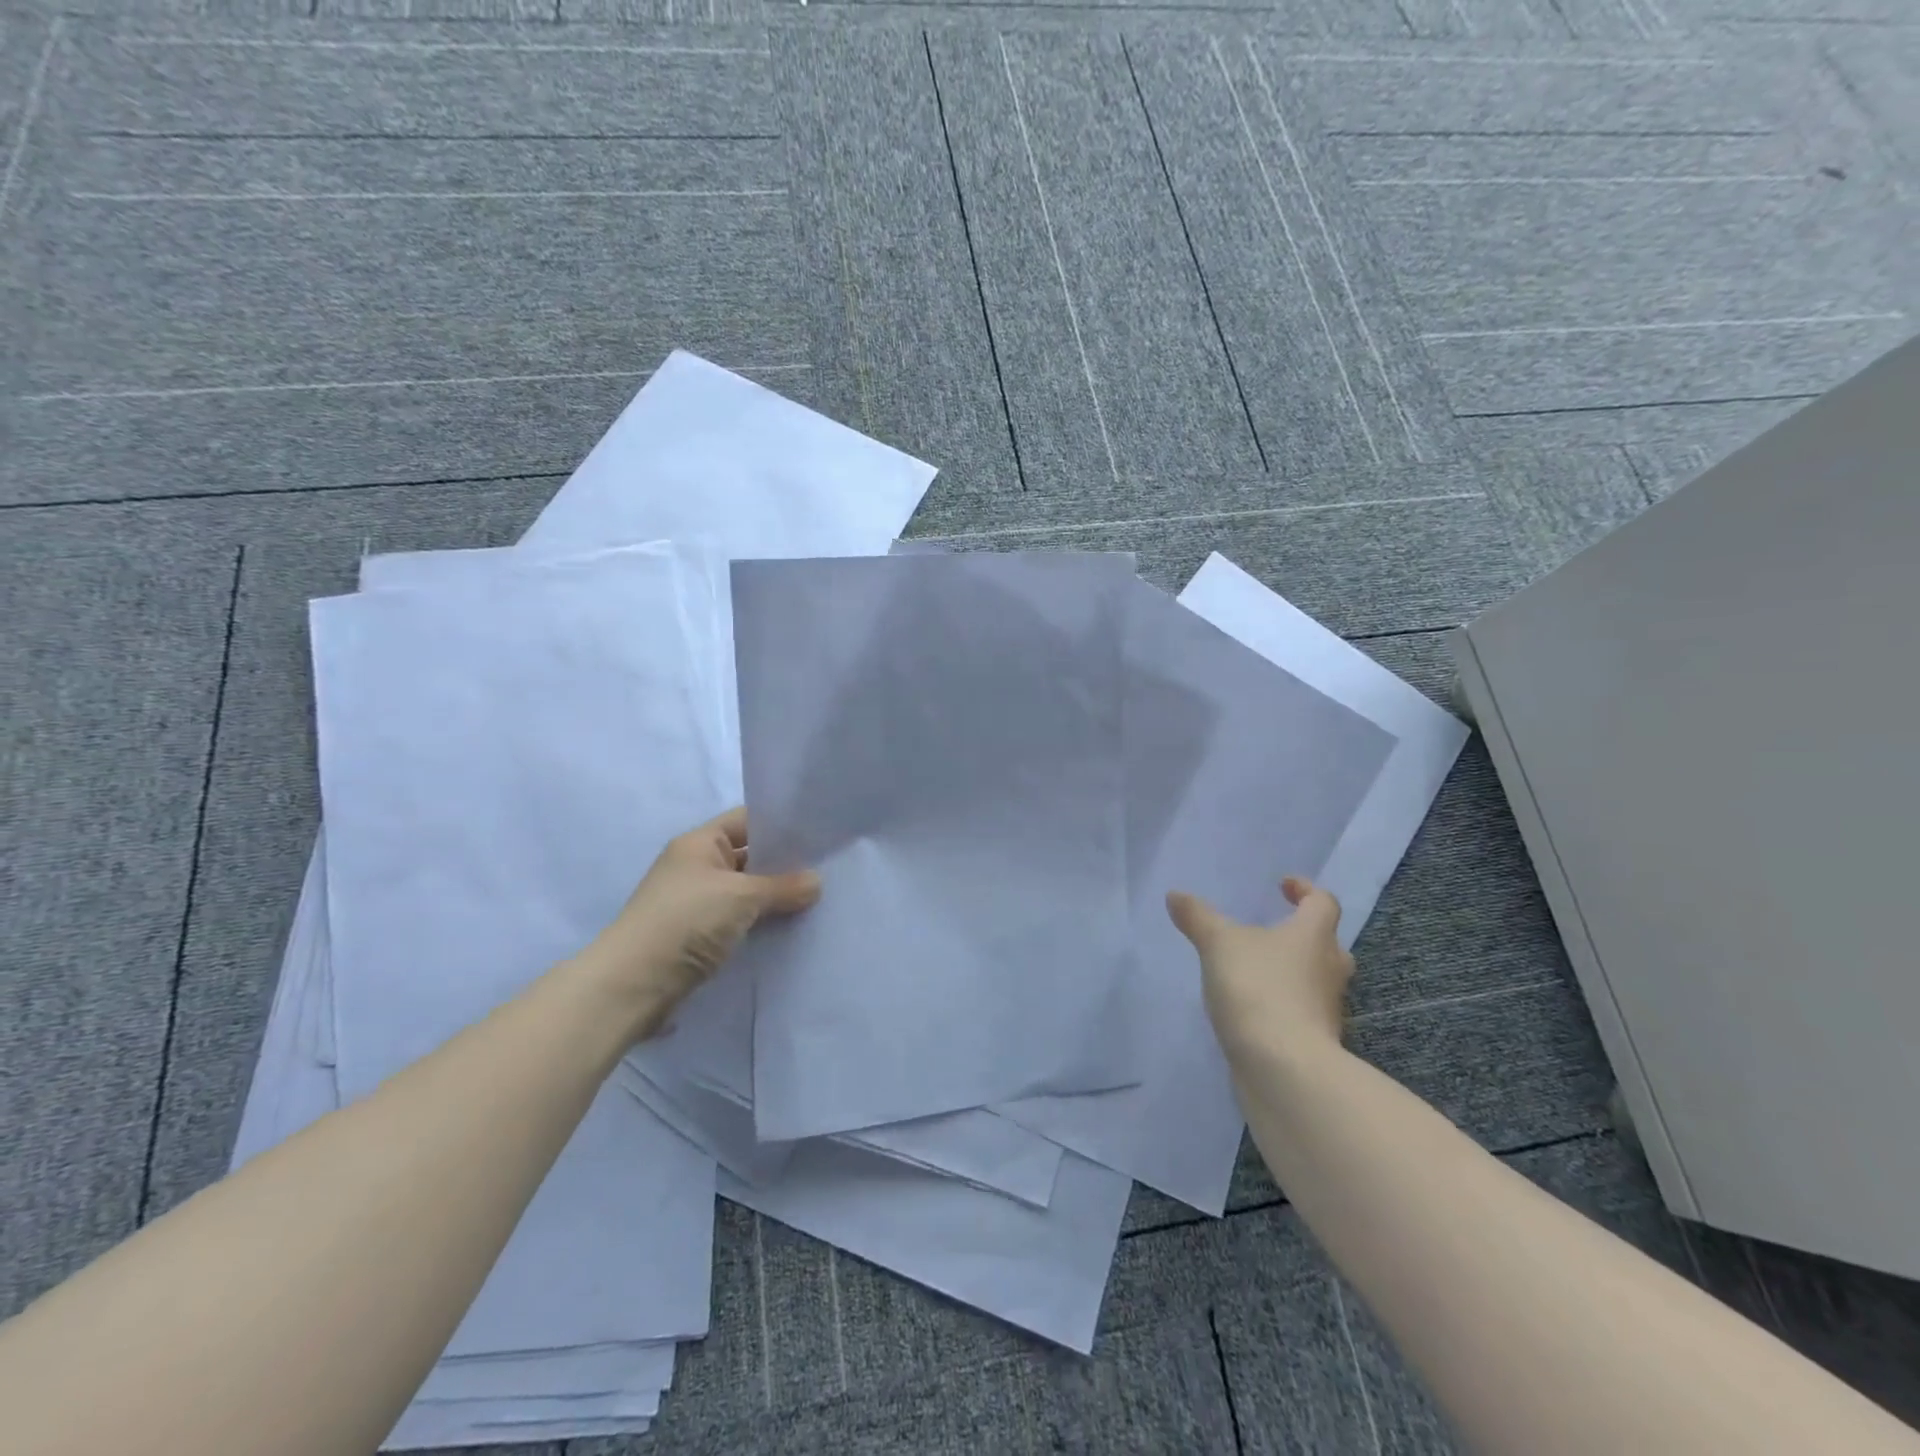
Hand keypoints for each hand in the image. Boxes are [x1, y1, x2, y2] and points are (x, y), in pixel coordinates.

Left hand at [574, 807, 820, 1035]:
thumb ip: (783, 887)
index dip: (781, 824)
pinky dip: (761, 922)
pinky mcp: (699, 935)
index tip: (819, 834)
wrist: (632, 985)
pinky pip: (739, 920)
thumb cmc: (685, 922)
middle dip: (784, 864)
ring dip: (774, 898)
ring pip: (746, 891)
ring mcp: (697, 902)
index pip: (748, 820)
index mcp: (699, 843)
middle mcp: (696, 866)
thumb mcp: (741, 897)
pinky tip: (791, 928)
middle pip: (749, 856)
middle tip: (828, 870)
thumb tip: (817, 882)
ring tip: (818, 900)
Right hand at [1166, 876, 1352, 1069]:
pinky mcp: (1316, 1041)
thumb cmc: (1258, 988)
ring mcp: (1327, 1009)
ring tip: (1256, 971)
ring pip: (1316, 980)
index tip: (1284, 886)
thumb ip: (1198, 917)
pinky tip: (1254, 1009)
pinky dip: (1284, 1005)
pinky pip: (1303, 1011)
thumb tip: (1175, 895)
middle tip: (1274, 931)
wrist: (1283, 1067)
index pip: (1323, 903)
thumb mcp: (1218, 943)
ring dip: (1293, 972)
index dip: (1306, 890)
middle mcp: (1330, 969)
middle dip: (1303, 935)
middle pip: (1326, 943)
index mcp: (1314, 935)